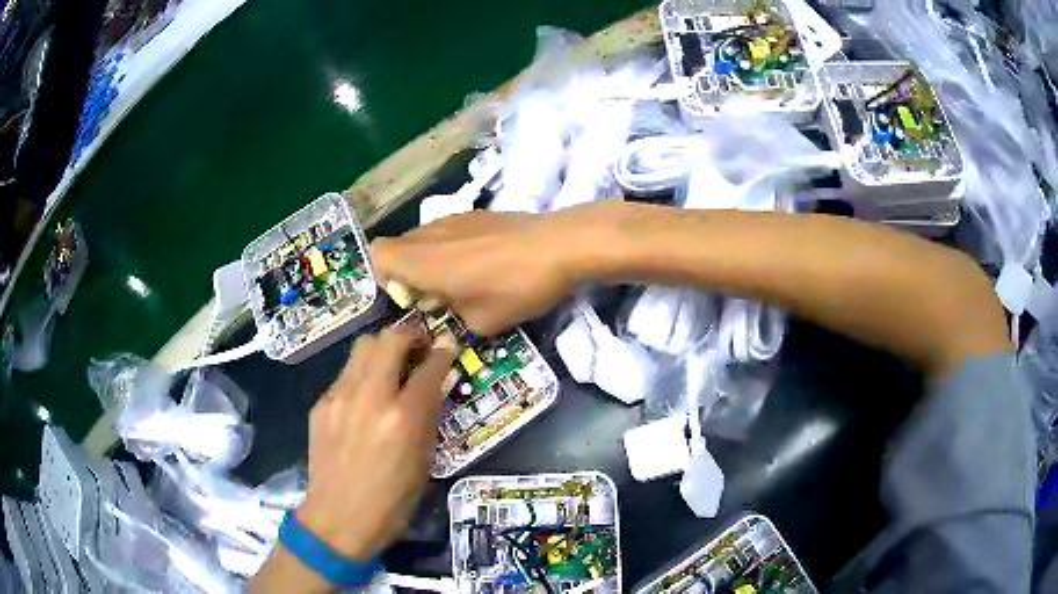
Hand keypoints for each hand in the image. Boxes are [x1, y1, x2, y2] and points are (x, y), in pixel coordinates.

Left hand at [296, 326, 456, 559]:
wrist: (339, 517)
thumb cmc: (392, 500)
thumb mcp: (423, 461)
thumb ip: (429, 417)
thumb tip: (436, 383)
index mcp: (403, 418)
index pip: (430, 367)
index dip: (444, 351)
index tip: (449, 345)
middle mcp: (371, 397)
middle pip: (390, 339)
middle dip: (409, 335)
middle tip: (418, 346)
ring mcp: (340, 397)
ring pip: (362, 347)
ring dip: (381, 350)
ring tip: (389, 367)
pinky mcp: (321, 404)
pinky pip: (345, 375)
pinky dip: (360, 376)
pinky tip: (363, 400)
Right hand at [371, 208, 590, 334]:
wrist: (560, 244)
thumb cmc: (516, 287)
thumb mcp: (482, 322)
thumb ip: (453, 317)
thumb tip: (449, 307)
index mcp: (423, 260)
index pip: (377, 253)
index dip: (384, 276)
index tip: (410, 296)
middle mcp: (431, 233)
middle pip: (399, 245)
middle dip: (407, 272)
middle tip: (436, 295)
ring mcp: (455, 218)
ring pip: (424, 237)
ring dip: (430, 259)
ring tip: (462, 280)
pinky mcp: (478, 213)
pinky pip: (448, 230)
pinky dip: (451, 247)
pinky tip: (484, 262)